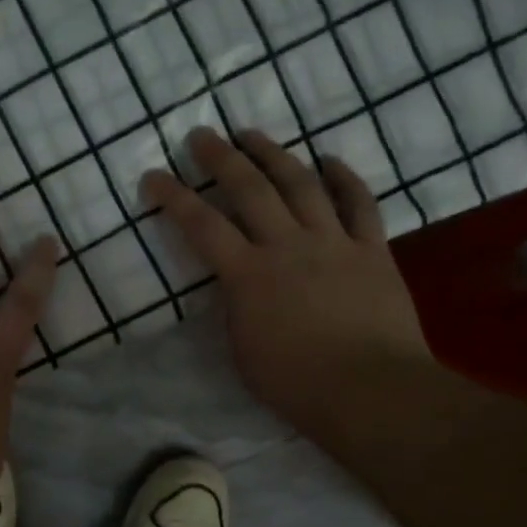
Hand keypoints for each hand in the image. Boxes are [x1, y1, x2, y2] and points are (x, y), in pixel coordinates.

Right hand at [143, 128, 433, 438]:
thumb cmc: (297, 384)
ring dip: (274, 155)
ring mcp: (334, 242)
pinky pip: (360, 204)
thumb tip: (237, 285)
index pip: (201, 225)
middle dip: (221, 158)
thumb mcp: (243, 350)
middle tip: (202, 135)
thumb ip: (236, 308)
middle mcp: (287, 245)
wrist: (372, 391)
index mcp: (248, 275)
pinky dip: (345, 178)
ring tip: (252, 135)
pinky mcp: (373, 250)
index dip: (174, 197)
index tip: (153, 176)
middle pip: (250, 189)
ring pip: (301, 184)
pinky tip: (330, 160)